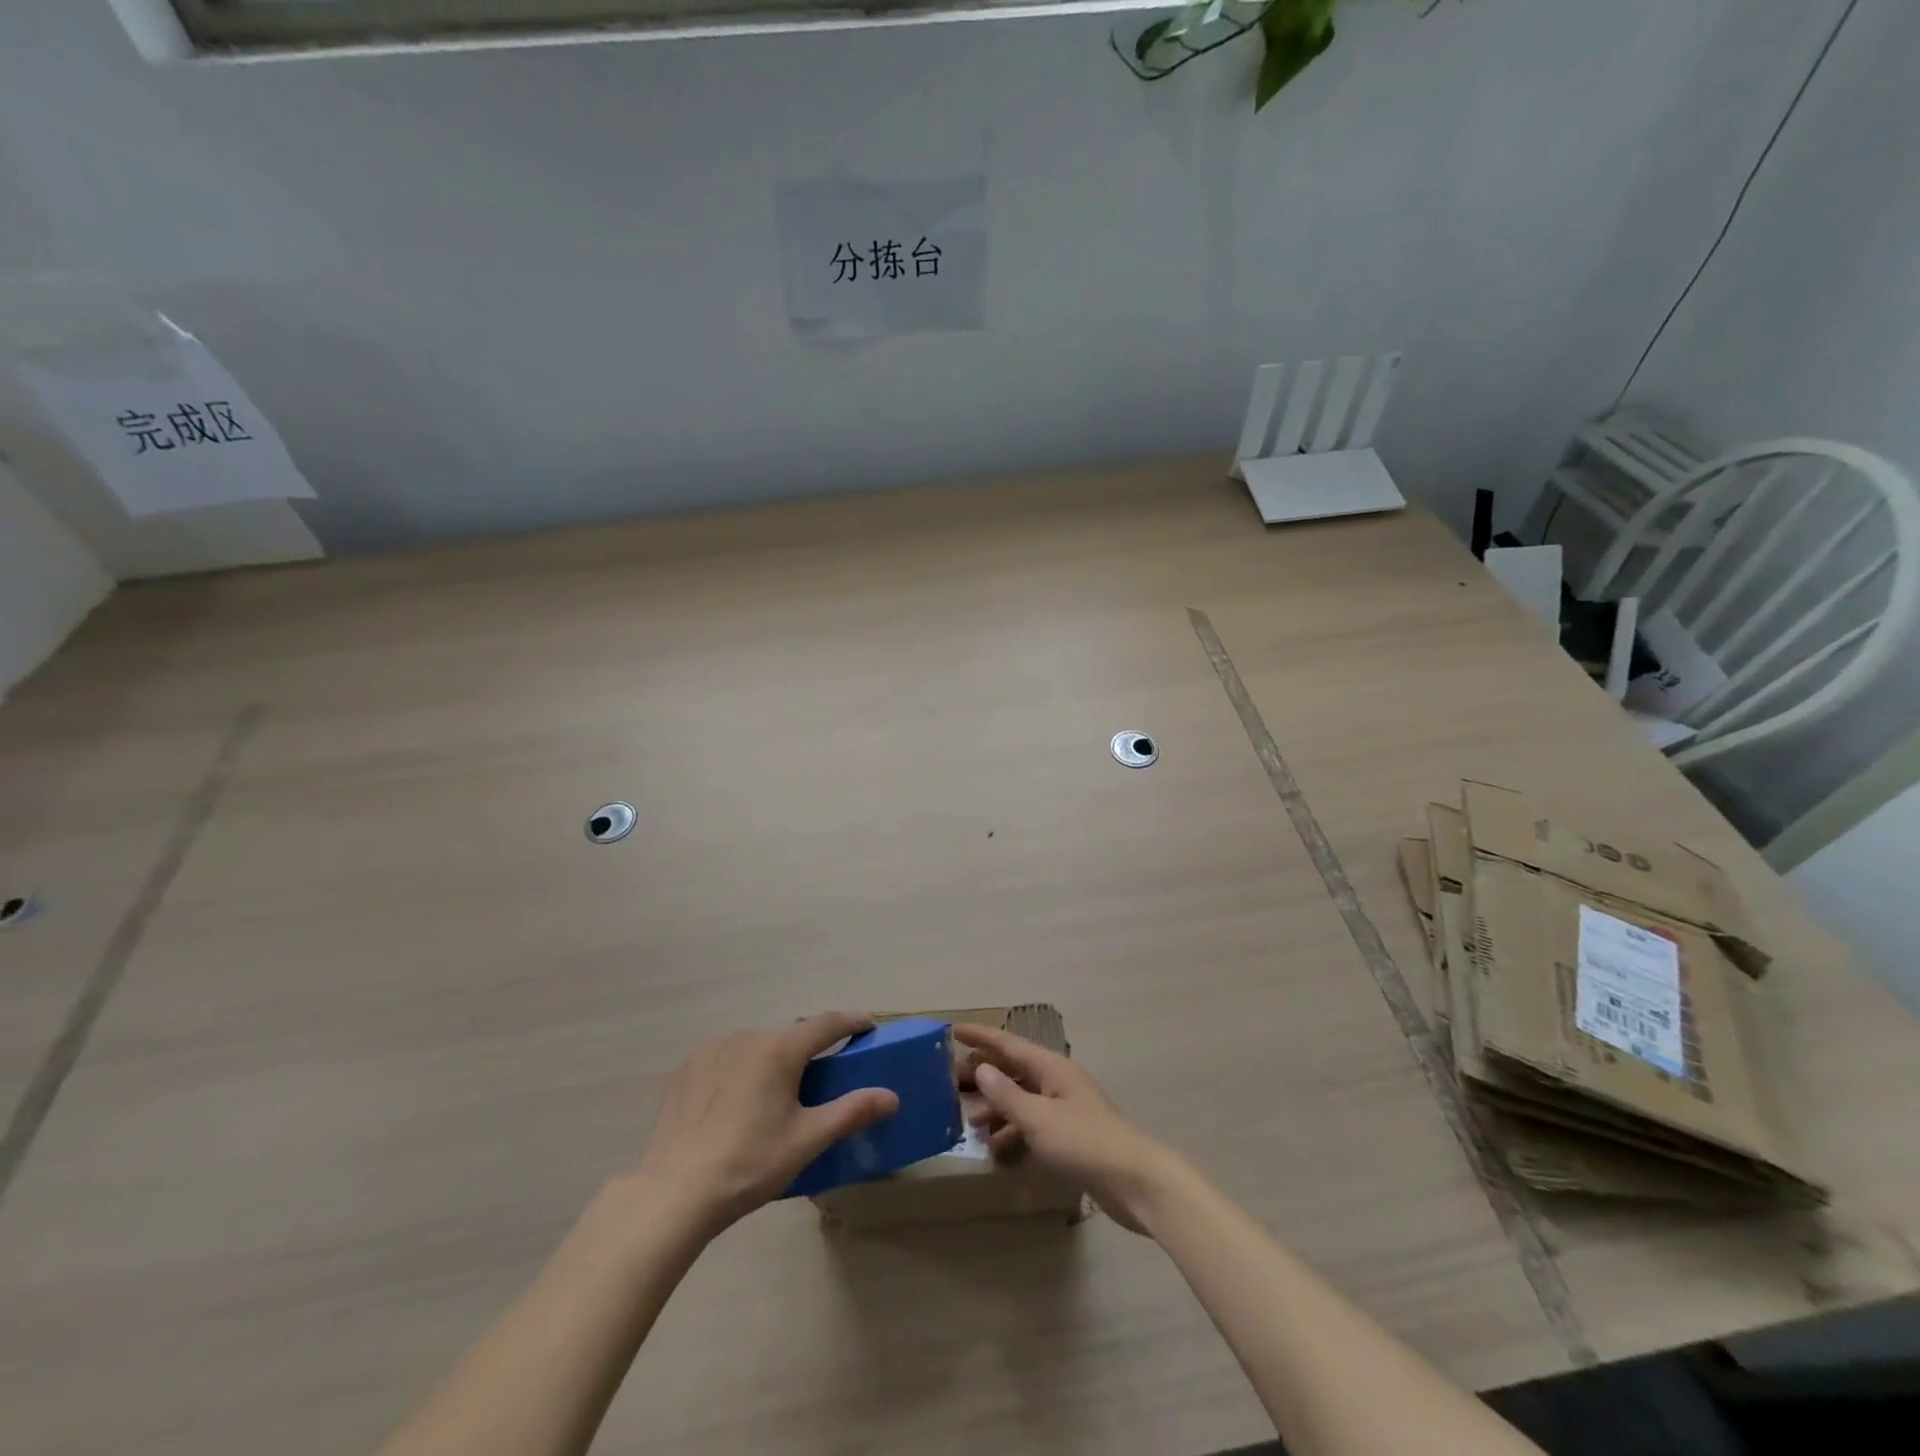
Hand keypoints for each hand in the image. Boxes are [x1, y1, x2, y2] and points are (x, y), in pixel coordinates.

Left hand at [629, 1013, 898, 1239]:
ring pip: (755, 1048)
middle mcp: (746, 1037)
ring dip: (771, 1062)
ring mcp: (711, 1051)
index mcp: (779, 1049)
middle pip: (788, 1038)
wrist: (673, 1195)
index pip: (826, 1023)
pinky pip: (724, 1061)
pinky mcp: (685, 1071)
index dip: (852, 1022)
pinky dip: (739, 1073)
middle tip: (820, 1080)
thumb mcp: (806, 1141)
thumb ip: (851, 1112)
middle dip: (808, 1052)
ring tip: (774, 1098)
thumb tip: (891, 1097)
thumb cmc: (749, 1164)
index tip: (869, 1026)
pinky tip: (734, 1105)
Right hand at [954, 1023, 1184, 1235]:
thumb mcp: (1038, 1119)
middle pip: (1014, 1070)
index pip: (1008, 1044)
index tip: (953, 1031)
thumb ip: (1006, 1094)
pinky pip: (1033, 1126)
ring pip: (1023, 1100)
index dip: (980, 1037)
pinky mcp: (1071, 1136)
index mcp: (1051, 1068)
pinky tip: (998, 1152)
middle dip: (985, 1075)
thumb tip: (981, 1068)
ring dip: (998, 1109)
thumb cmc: (1084, 1142)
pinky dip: (1014, 1134)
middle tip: (952, 1082)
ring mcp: (1065, 1109)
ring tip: (971, 1124)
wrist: (1135, 1181)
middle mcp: (1057, 1081)